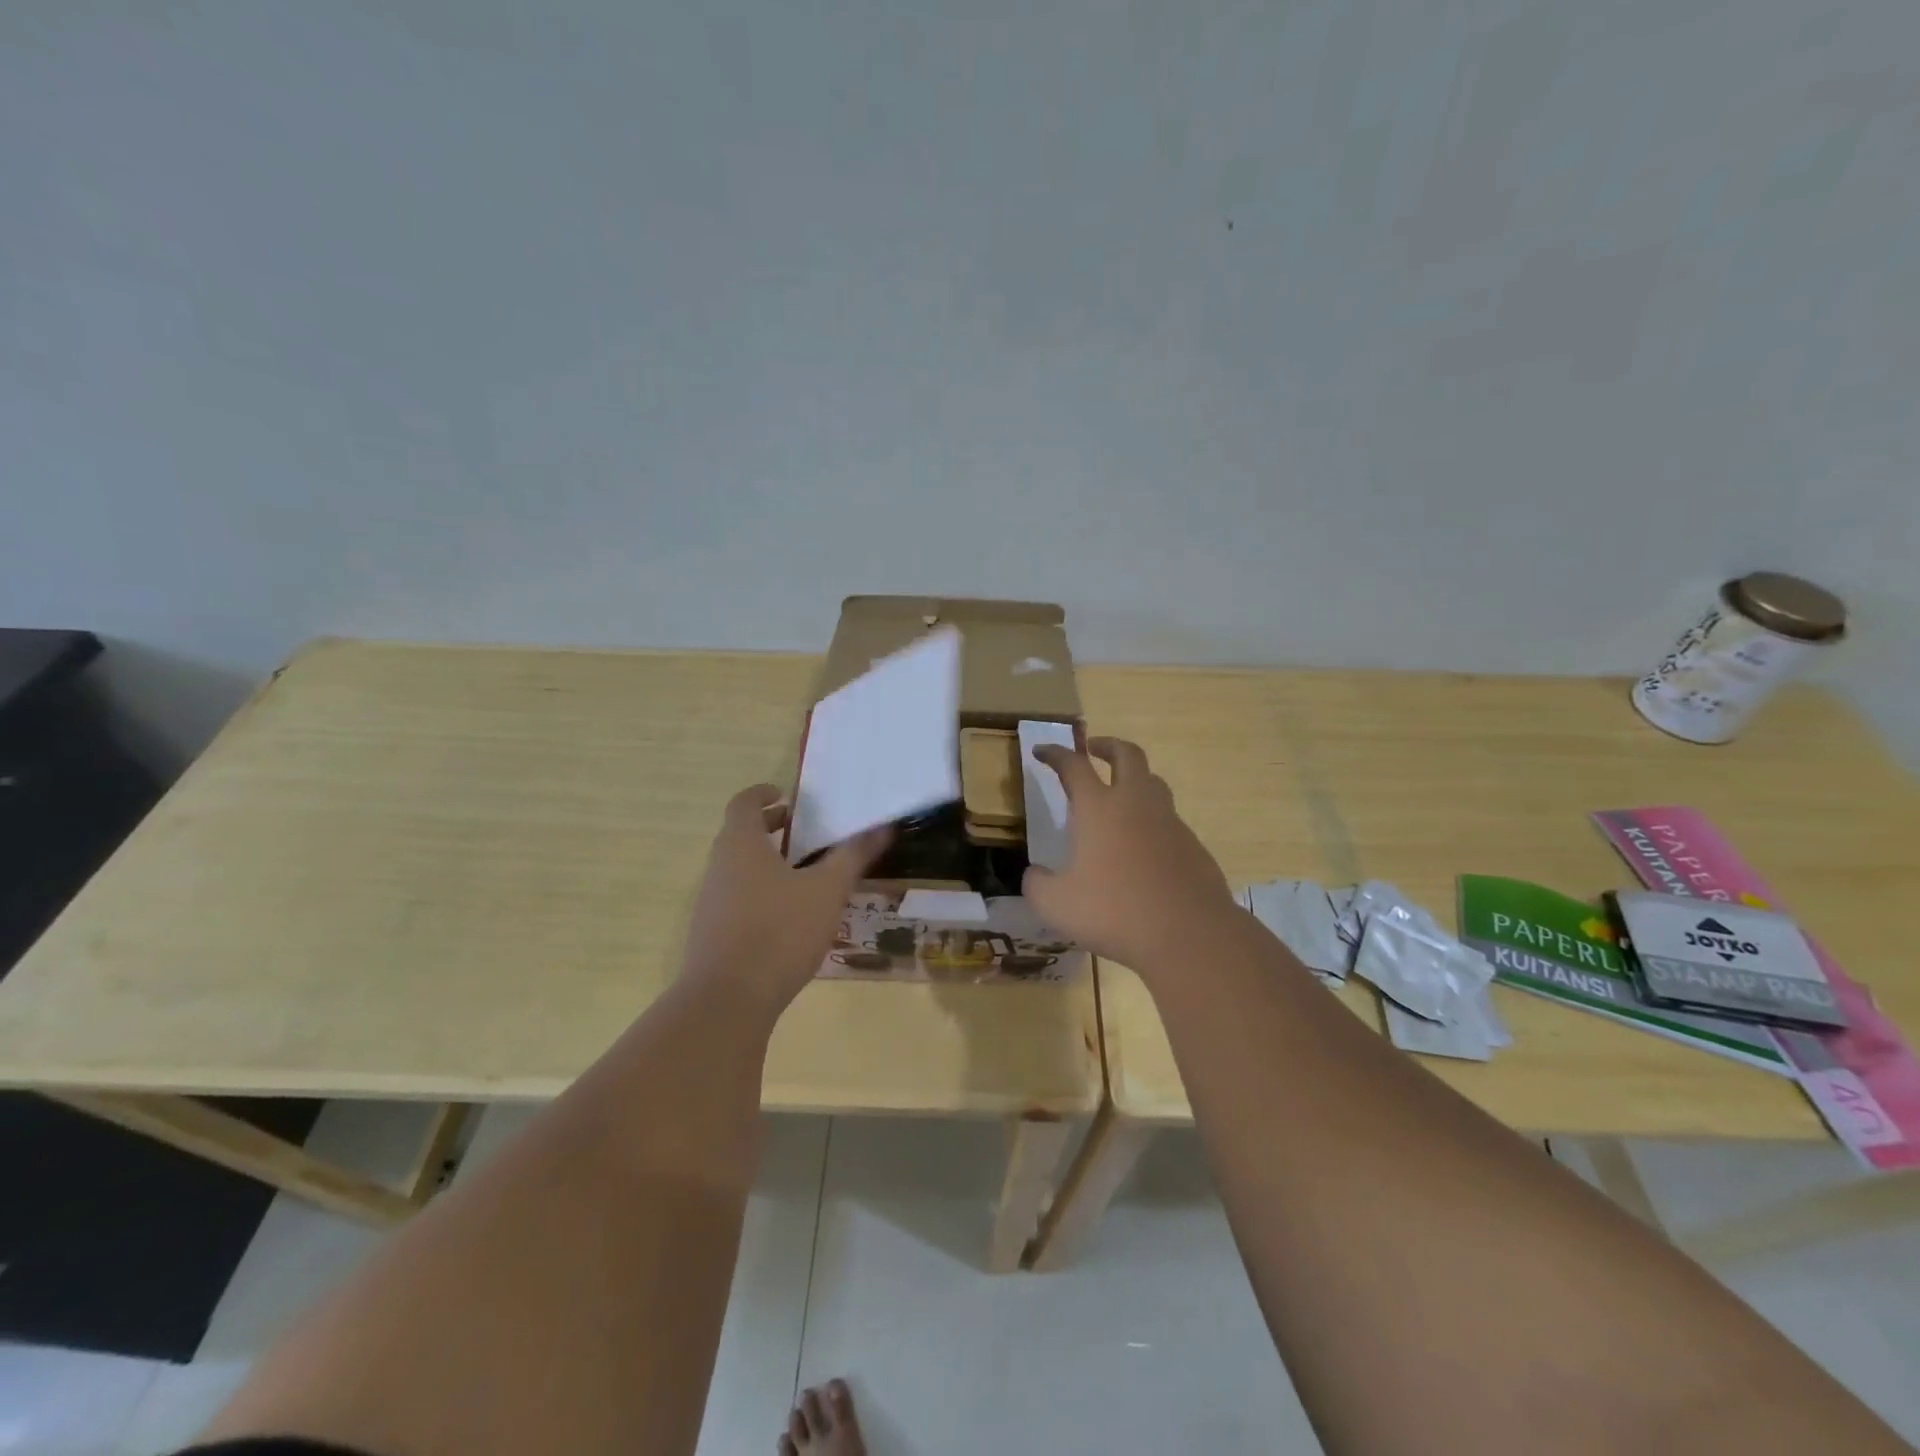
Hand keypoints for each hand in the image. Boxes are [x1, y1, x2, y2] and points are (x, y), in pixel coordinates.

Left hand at [680, 784, 889, 1015]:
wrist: (728, 1000)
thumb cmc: (780, 930)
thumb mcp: (827, 890)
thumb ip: (853, 856)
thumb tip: (883, 826)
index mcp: (741, 845)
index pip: (744, 803)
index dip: (763, 794)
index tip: (786, 796)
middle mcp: (719, 867)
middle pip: (741, 835)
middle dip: (771, 830)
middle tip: (805, 832)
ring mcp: (711, 903)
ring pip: (739, 869)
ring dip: (768, 863)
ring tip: (806, 875)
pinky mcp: (712, 935)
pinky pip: (737, 900)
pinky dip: (761, 894)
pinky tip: (791, 918)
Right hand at [1022, 738, 1234, 970]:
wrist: (1189, 934)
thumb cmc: (1115, 912)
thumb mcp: (1056, 904)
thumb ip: (1038, 884)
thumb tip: (1036, 874)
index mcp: (1099, 808)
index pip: (1073, 765)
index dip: (1054, 754)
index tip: (1041, 751)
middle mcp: (1136, 804)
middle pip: (1127, 754)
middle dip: (1107, 745)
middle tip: (1093, 749)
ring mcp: (1170, 822)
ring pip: (1154, 783)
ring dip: (1134, 778)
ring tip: (1119, 794)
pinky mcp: (1193, 846)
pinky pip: (1169, 820)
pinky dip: (1152, 820)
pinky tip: (1143, 847)